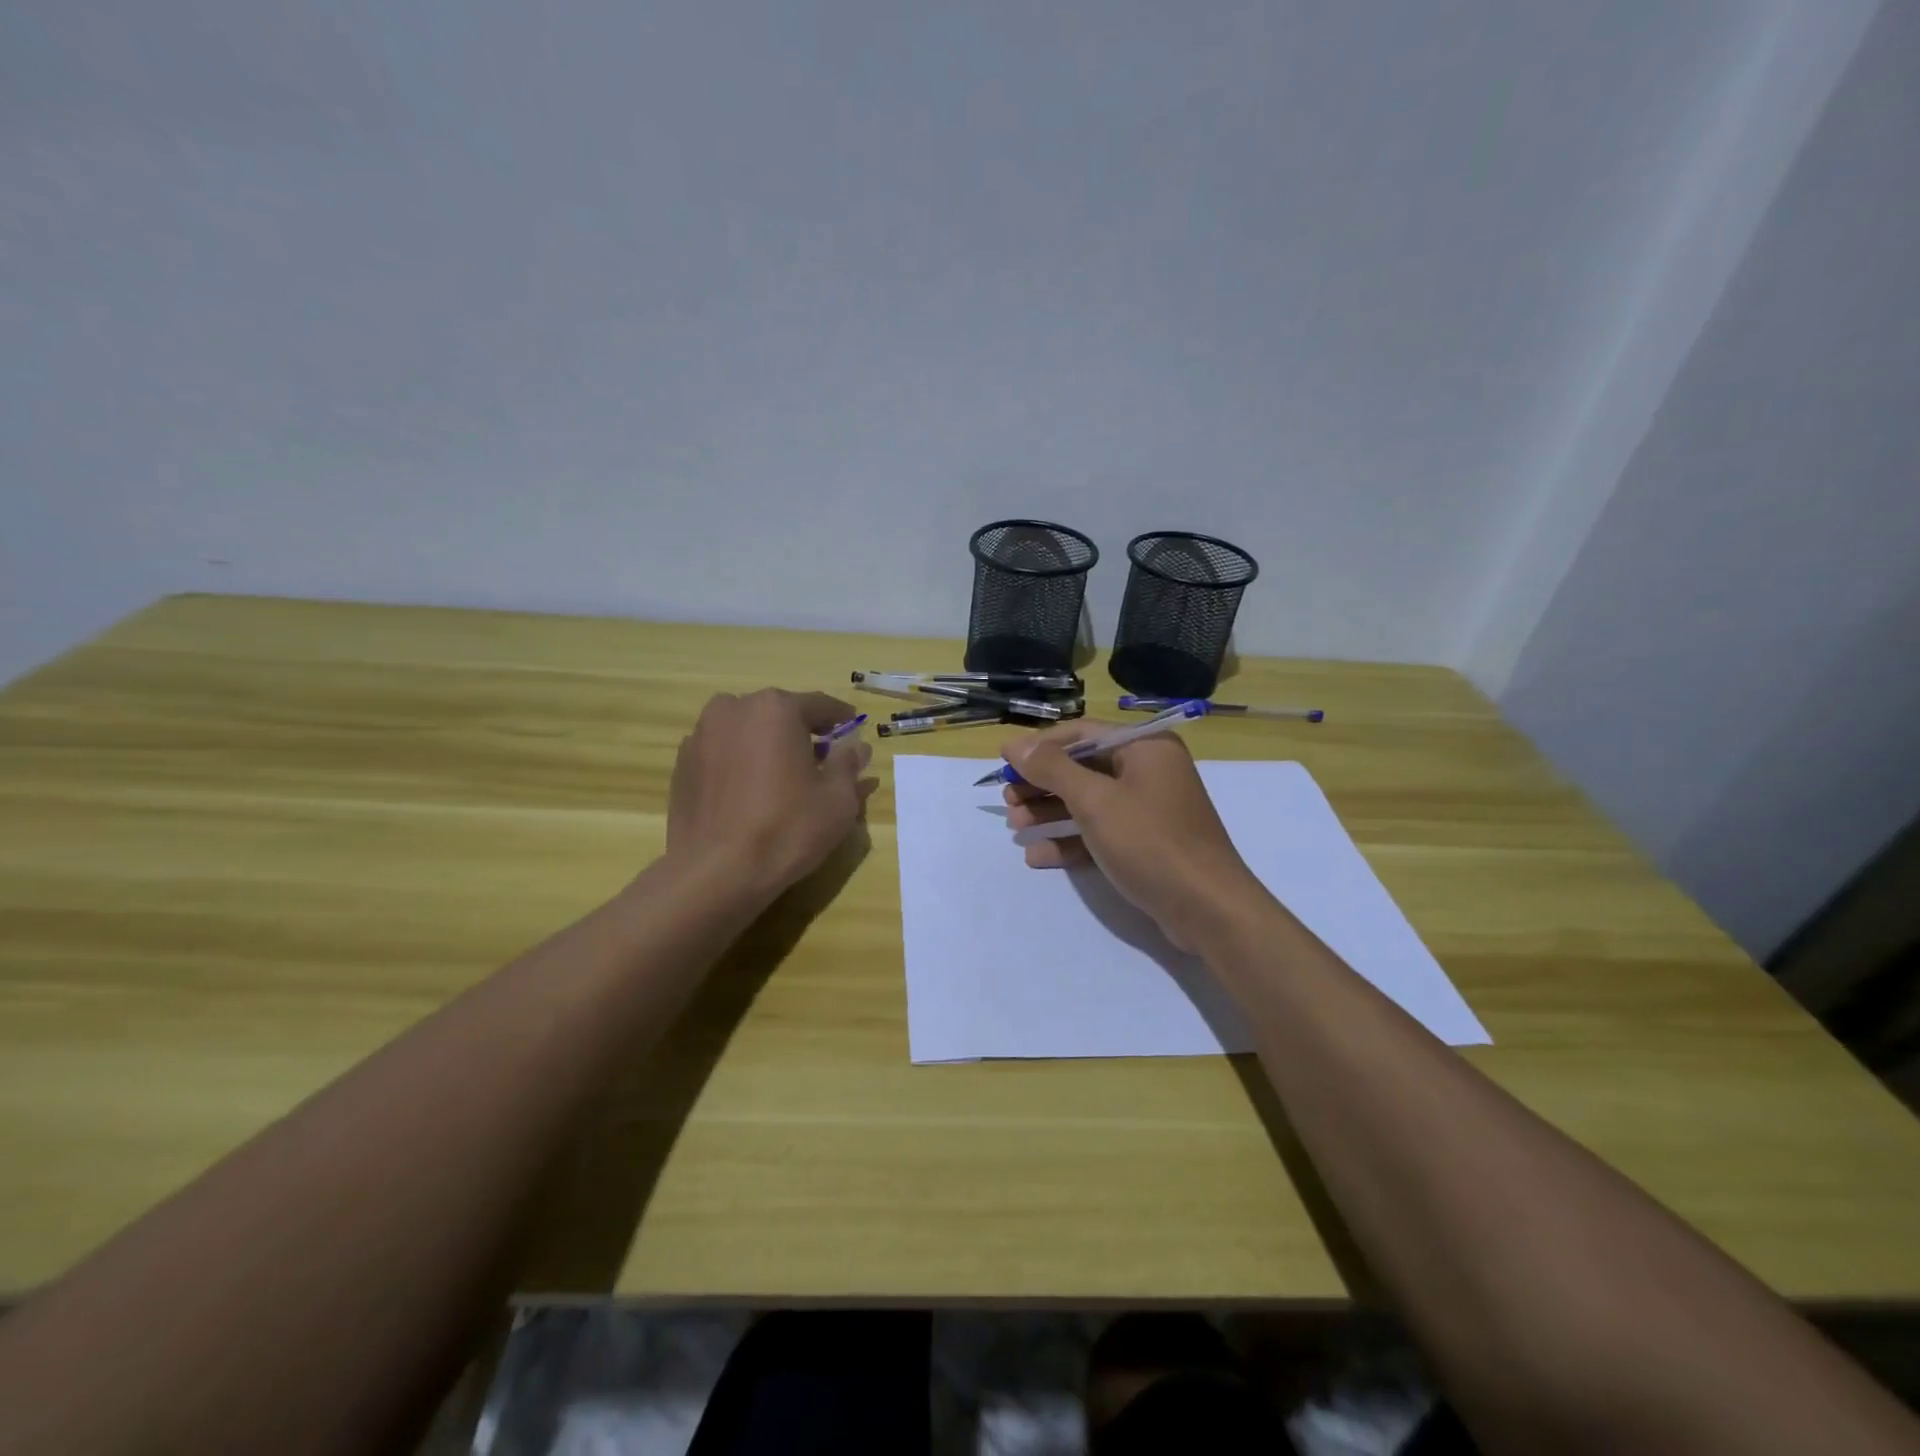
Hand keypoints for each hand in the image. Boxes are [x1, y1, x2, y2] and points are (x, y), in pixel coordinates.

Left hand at [667, 689, 875, 901]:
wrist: (715, 873)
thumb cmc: (787, 829)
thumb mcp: (838, 799)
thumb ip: (848, 765)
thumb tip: (856, 747)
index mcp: (775, 708)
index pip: (819, 704)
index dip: (841, 718)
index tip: (853, 729)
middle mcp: (733, 709)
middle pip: (778, 715)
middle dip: (801, 733)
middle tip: (821, 759)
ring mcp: (701, 736)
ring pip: (747, 732)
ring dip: (767, 746)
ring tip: (783, 778)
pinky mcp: (682, 765)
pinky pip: (723, 753)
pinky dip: (741, 763)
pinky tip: (751, 794)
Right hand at [1001, 720, 1270, 952]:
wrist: (1208, 909)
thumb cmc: (1150, 842)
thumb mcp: (1095, 801)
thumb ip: (1052, 769)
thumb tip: (1013, 745)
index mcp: (1144, 747)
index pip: (1081, 734)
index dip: (1039, 748)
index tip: (1004, 764)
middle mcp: (1148, 770)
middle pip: (1082, 768)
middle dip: (1042, 785)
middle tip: (1009, 802)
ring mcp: (1148, 808)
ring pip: (1088, 802)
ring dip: (1050, 813)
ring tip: (1016, 828)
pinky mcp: (1145, 842)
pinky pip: (1100, 831)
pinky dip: (1071, 840)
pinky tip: (1038, 855)